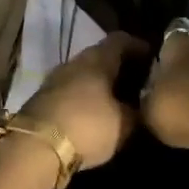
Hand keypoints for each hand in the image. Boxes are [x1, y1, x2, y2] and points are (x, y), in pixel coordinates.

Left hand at [20, 32, 140, 170]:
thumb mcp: (124, 124)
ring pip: (84, 74)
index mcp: (98, 58)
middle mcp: (75, 61)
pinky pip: (71, 91)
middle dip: (120, 68)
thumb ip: (138, 112)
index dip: (139, 47)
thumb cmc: (87, 126)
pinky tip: (94, 114)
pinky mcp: (42, 99)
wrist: (35, 148)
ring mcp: (55, 79)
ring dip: (100, 84)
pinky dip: (85, 98)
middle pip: (101, 56)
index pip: (121, 40)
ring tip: (118, 101)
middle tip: (138, 84)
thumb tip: (144, 106)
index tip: (154, 59)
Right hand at [142, 29, 188, 151]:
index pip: (170, 33)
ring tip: (187, 101)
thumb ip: (145, 99)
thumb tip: (147, 96)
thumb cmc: (180, 108)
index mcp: (178, 43)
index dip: (163, 47)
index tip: (154, 63)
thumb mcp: (148, 109)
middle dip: (185, 61)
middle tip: (170, 81)